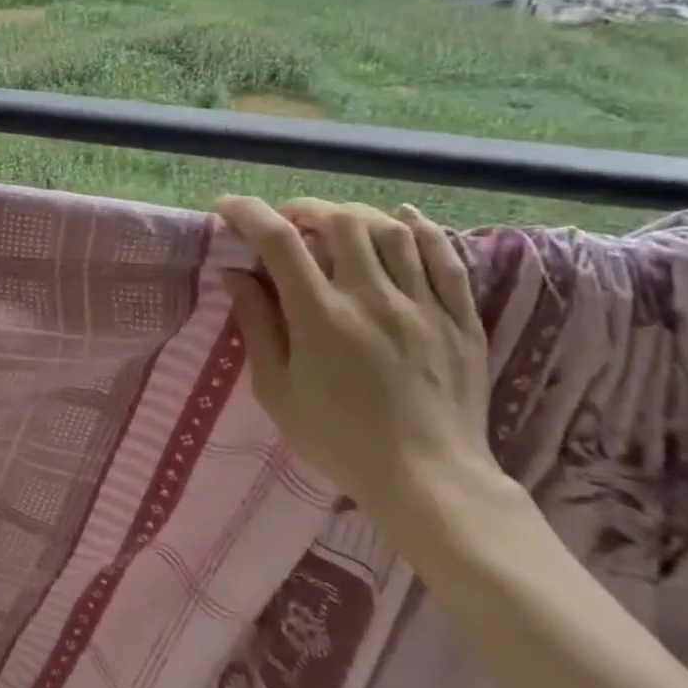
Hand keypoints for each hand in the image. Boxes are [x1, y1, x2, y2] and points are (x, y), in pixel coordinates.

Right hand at [214, 196, 491, 522]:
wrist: (428, 479)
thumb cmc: (337, 438)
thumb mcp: (275, 389)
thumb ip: (256, 326)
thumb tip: (236, 275)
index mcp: (321, 317)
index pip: (280, 241)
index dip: (248, 213)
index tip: (227, 207)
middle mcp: (373, 298)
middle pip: (341, 221)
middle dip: (305, 208)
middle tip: (286, 219)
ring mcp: (423, 305)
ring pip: (392, 230)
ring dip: (355, 214)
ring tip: (335, 221)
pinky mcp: (460, 318)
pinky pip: (445, 257)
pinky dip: (420, 229)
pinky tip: (402, 219)